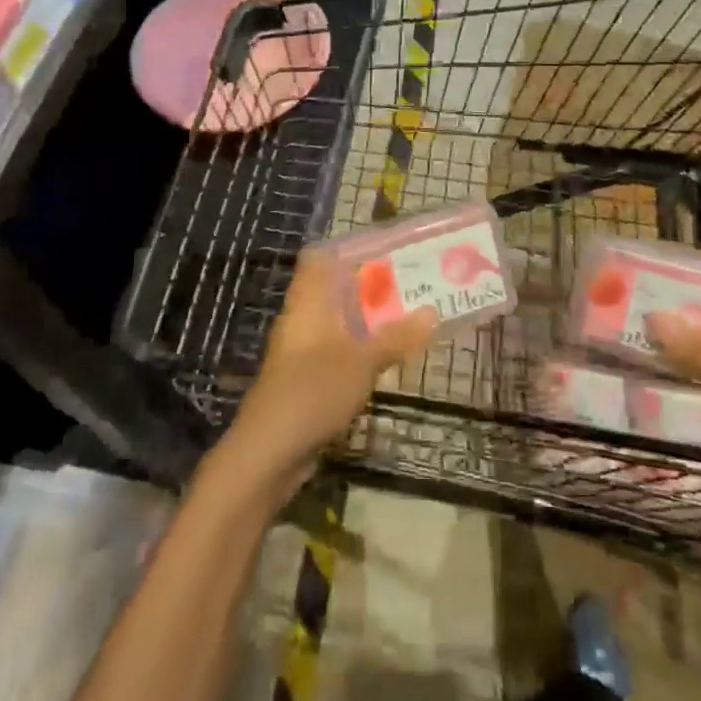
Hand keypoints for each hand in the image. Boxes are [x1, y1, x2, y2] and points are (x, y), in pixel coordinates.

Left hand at [227, 246, 436, 490]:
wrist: (269, 452)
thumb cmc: (313, 390)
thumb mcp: (362, 362)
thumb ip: (396, 337)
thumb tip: (432, 311)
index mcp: (309, 300)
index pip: (321, 256)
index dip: (350, 248)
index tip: (387, 250)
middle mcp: (303, 317)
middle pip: (335, 288)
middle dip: (371, 285)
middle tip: (412, 282)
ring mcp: (302, 349)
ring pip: (339, 321)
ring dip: (369, 319)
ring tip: (410, 315)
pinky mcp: (306, 378)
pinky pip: (338, 350)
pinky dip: (361, 348)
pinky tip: (388, 356)